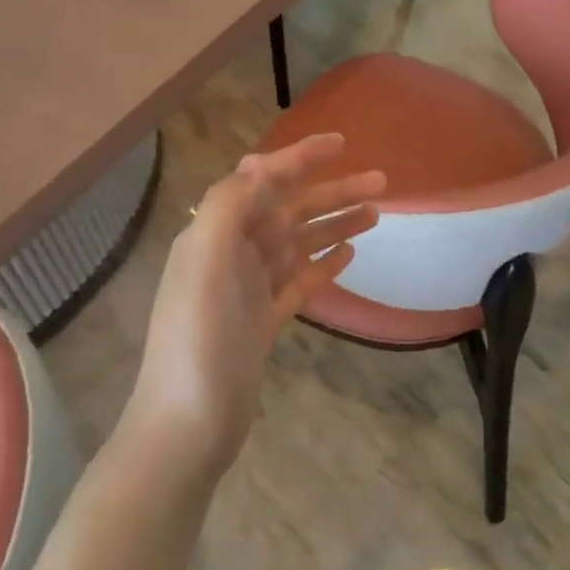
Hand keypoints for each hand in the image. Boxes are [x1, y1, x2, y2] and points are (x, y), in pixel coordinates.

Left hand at [126, 135, 384, 477]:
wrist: (188, 426)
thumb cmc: (198, 341)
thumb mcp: (204, 263)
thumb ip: (229, 206)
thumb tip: (260, 163)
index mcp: (215, 234)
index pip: (262, 181)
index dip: (300, 158)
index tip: (341, 143)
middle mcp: (231, 254)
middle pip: (289, 211)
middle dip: (332, 192)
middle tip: (381, 184)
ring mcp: (249, 289)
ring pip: (299, 244)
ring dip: (335, 225)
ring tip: (376, 215)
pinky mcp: (263, 321)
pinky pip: (299, 281)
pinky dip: (323, 265)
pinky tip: (349, 255)